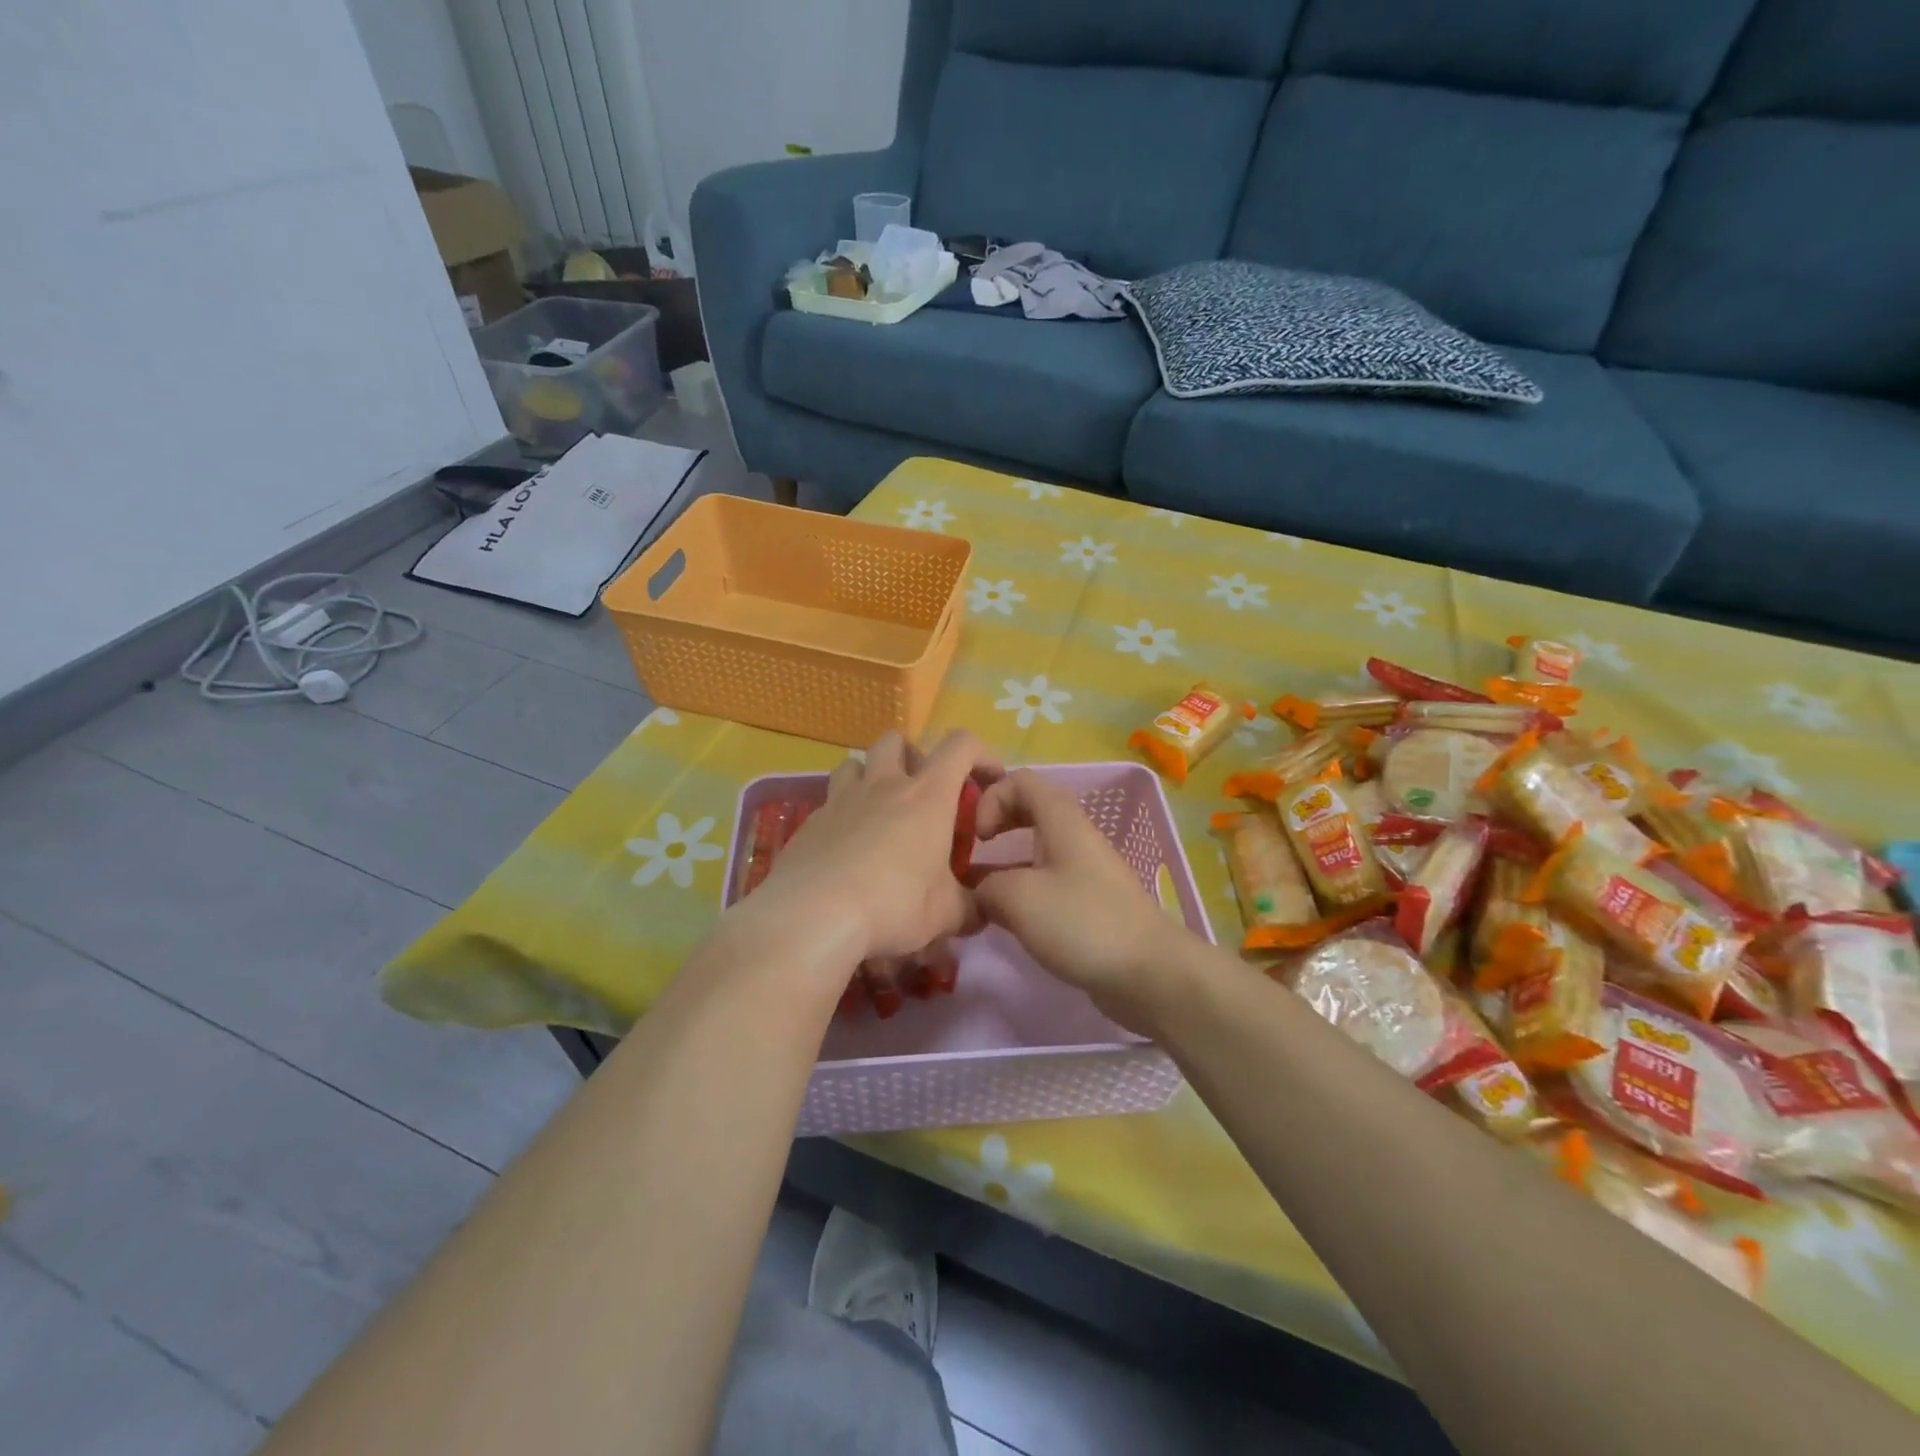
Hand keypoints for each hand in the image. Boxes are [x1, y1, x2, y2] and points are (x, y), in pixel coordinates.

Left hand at [754, 730, 1001, 964]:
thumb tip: (983, 910)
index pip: (961, 745)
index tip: (989, 780)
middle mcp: (884, 785)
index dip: (982, 753)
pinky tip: (846, 849)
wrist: (813, 916)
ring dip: (870, 776)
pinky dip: (843, 815)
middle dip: (913, 756)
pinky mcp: (810, 822)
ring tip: (879, 811)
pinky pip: (829, 803)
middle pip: (896, 740)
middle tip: (922, 793)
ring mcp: (841, 800)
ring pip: (854, 763)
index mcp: (927, 796)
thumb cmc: (893, 904)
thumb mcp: (945, 914)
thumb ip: (970, 908)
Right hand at [970, 770, 1198, 1034]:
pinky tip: (1005, 920)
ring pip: (1036, 852)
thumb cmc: (1082, 922)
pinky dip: (1022, 893)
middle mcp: (1074, 837)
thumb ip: (985, 886)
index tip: (977, 836)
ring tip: (976, 893)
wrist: (1149, 971)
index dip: (991, 798)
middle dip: (995, 825)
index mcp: (1062, 821)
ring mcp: (1084, 872)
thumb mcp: (1018, 898)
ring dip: (1004, 865)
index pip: (1021, 781)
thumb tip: (977, 892)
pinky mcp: (1088, 905)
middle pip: (1029, 811)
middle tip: (970, 851)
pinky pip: (1048, 884)